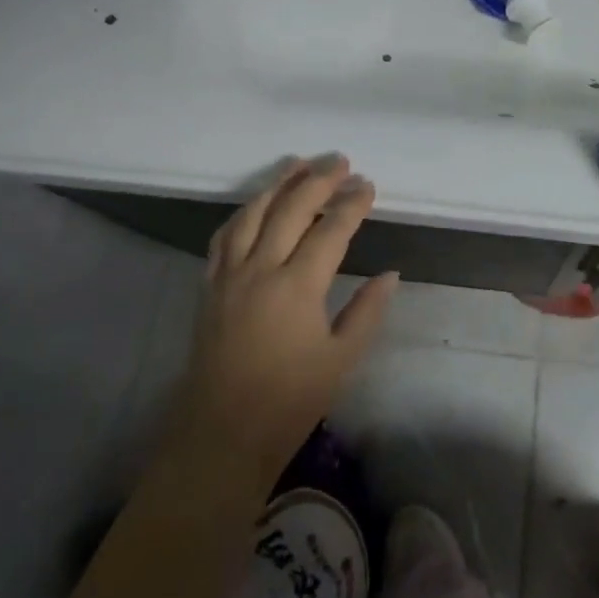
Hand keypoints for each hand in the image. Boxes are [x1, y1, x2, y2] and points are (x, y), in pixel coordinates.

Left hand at [171, 155, 396, 487]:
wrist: (220, 436)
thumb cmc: (289, 402)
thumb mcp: (342, 360)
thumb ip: (368, 311)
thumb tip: (390, 274)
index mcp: (297, 287)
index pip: (331, 229)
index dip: (352, 204)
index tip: (369, 186)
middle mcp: (260, 269)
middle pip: (290, 208)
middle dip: (318, 180)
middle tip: (341, 162)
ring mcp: (228, 275)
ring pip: (252, 213)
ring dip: (278, 184)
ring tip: (299, 164)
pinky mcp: (208, 287)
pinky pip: (224, 235)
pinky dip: (244, 211)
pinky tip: (256, 204)